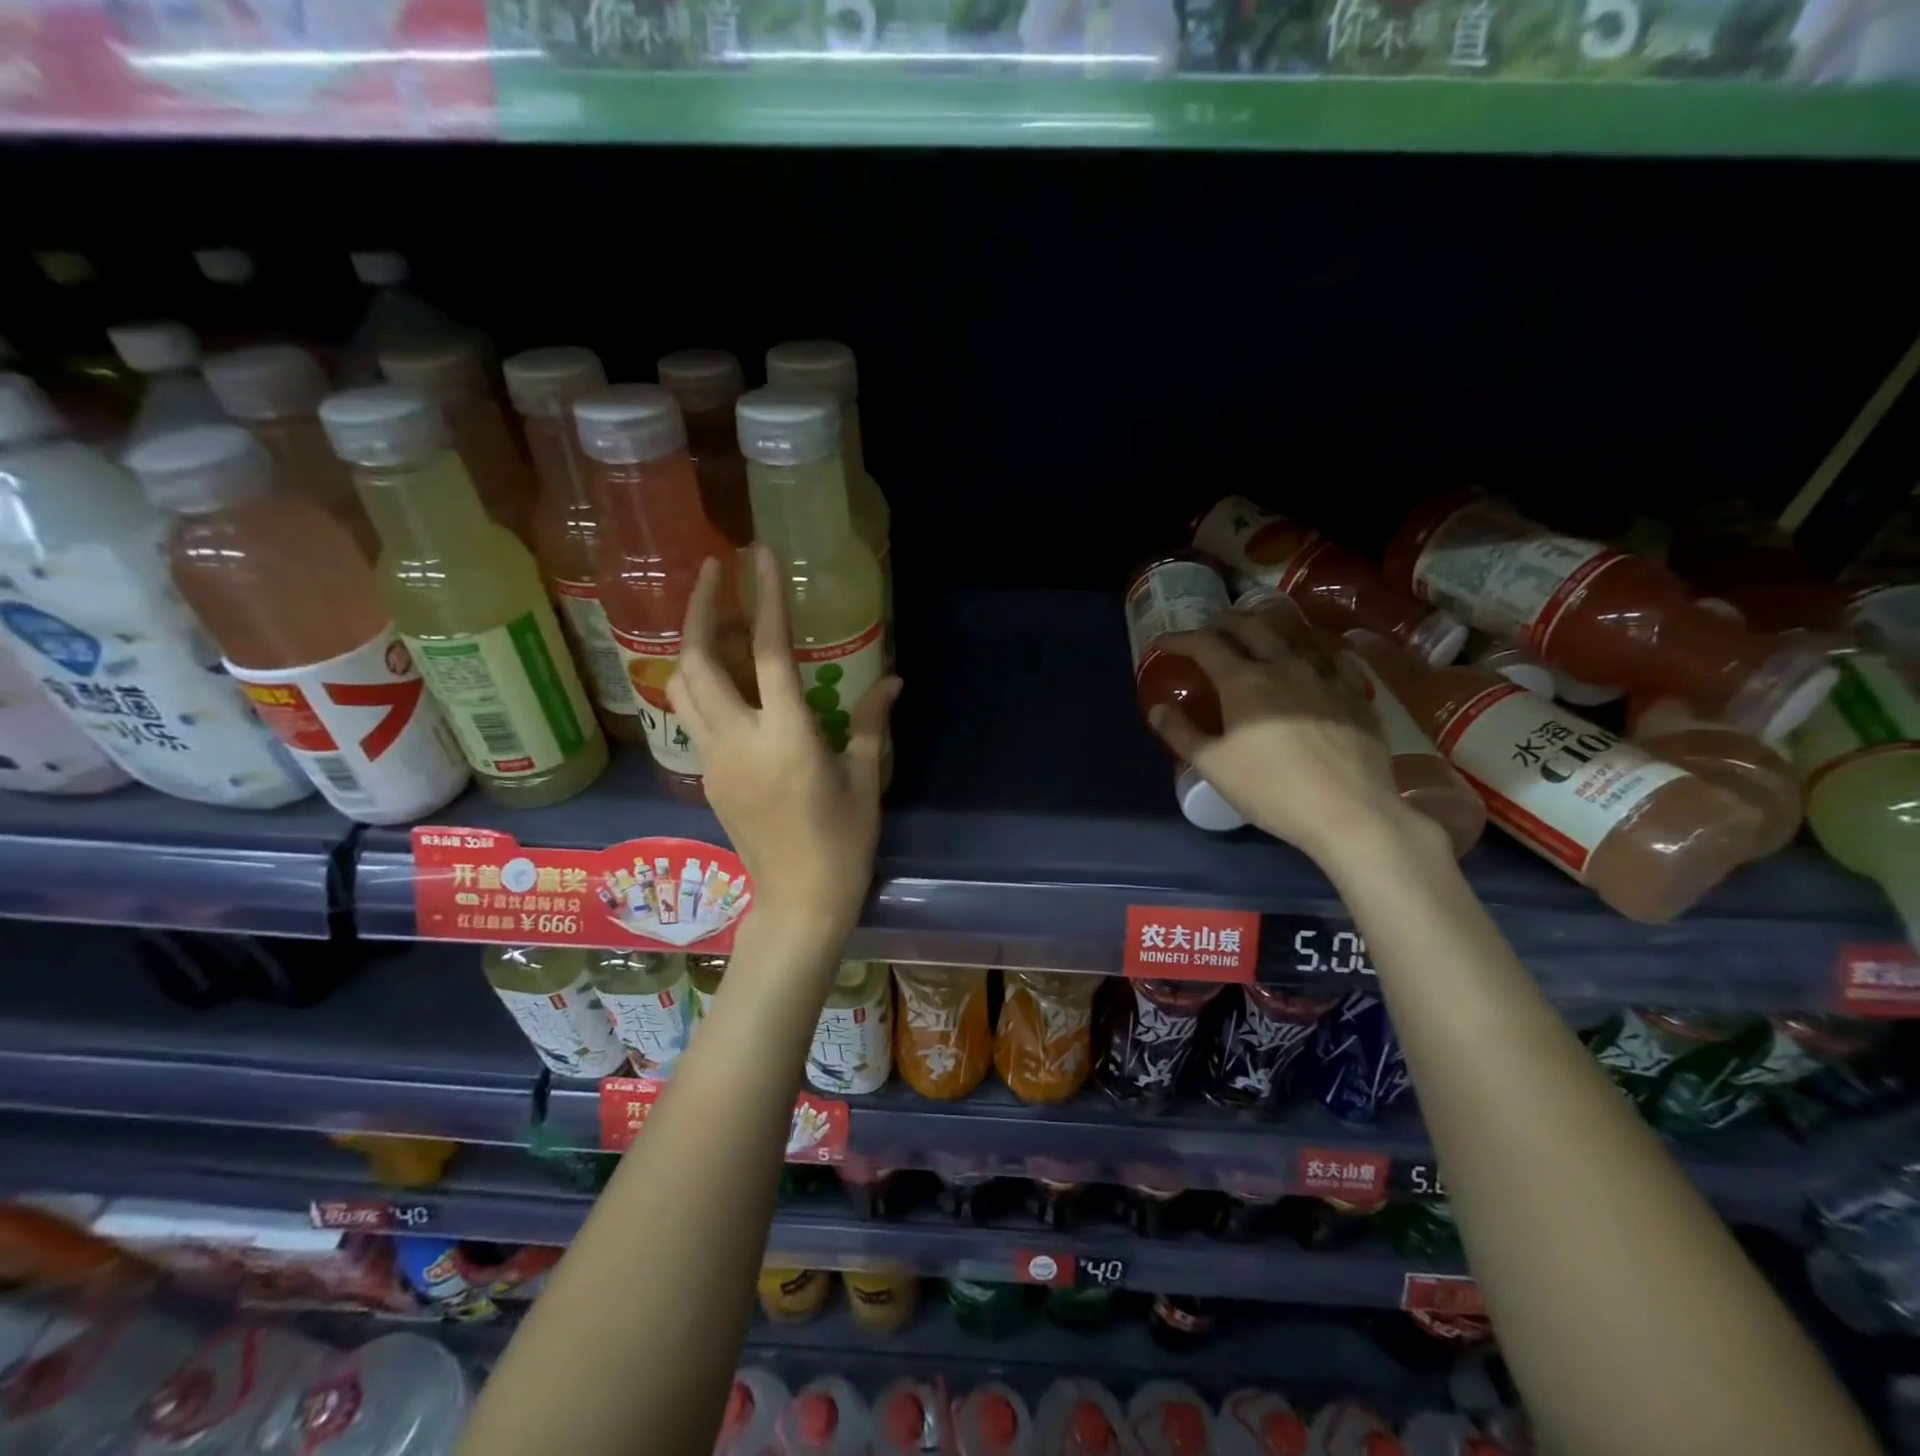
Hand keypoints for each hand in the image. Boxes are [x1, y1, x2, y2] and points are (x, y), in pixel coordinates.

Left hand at [669, 546, 901, 945]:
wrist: (798, 902)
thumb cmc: (842, 843)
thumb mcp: (865, 779)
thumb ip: (872, 723)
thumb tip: (892, 680)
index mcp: (787, 738)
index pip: (769, 653)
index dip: (763, 599)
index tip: (757, 556)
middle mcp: (739, 741)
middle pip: (699, 660)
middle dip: (702, 608)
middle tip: (714, 572)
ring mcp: (713, 760)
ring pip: (683, 686)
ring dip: (696, 644)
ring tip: (724, 622)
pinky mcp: (706, 776)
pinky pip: (692, 714)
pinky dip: (702, 681)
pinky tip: (730, 676)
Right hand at [1149, 608, 1441, 868]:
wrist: (1348, 812)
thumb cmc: (1270, 789)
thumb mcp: (1212, 765)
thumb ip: (1180, 732)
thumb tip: (1156, 708)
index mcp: (1243, 680)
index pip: (1204, 644)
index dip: (1178, 639)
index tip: (1161, 644)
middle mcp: (1284, 665)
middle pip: (1251, 626)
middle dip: (1224, 621)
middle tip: (1210, 628)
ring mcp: (1325, 676)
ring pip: (1295, 633)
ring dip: (1269, 628)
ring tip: (1259, 634)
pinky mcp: (1355, 693)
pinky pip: (1334, 656)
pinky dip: (1313, 648)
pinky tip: (1313, 657)